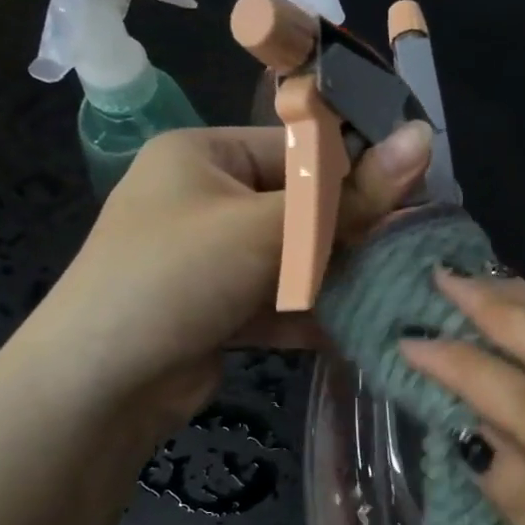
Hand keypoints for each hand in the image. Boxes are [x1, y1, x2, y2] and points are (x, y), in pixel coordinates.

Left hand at [36, 123, 429, 423]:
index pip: (300, 150)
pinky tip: (358, 331)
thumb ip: (348, 195)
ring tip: (395, 292)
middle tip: (410, 252)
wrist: (100, 384)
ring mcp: (213, 260)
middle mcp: (208, 200)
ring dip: (337, 280)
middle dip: (351, 235)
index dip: (359, 173)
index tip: (417, 198)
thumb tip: (424, 140)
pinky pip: (278, 303)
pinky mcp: (220, 311)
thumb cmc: (178, 276)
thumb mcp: (267, 228)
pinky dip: (312, 316)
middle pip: (300, 209)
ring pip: (293, 261)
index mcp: (207, 155)